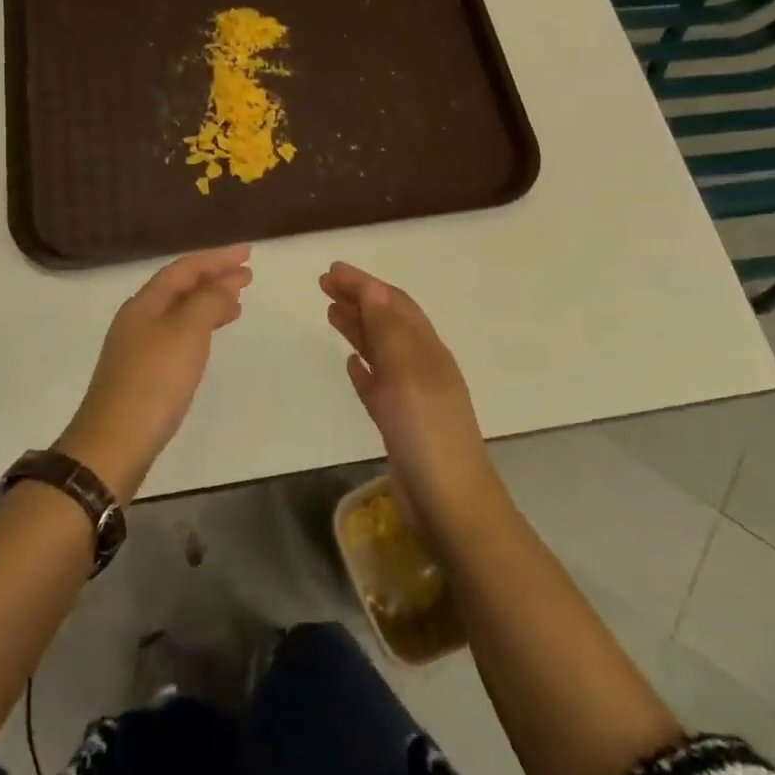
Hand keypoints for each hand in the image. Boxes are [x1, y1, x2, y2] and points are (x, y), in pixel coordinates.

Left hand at [58, 246, 252, 498]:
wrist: (115, 443)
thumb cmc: (154, 381)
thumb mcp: (187, 332)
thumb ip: (208, 301)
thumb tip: (224, 285)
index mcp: (145, 303)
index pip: (184, 268)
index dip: (217, 258)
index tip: (248, 254)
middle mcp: (138, 318)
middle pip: (181, 288)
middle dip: (214, 278)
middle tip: (248, 276)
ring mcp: (138, 347)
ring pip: (180, 312)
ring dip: (208, 303)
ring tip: (237, 304)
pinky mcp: (143, 373)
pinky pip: (177, 335)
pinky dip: (199, 328)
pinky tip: (210, 339)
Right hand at [320, 261, 500, 534]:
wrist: (450, 504)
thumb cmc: (427, 434)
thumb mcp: (407, 374)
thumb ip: (390, 331)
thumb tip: (374, 288)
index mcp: (427, 350)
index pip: (393, 304)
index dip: (363, 284)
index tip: (331, 270)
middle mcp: (421, 366)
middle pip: (386, 322)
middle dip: (358, 300)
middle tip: (324, 285)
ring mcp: (412, 397)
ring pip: (380, 351)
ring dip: (358, 328)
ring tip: (330, 313)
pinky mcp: (400, 424)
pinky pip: (378, 385)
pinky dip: (364, 368)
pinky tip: (351, 363)